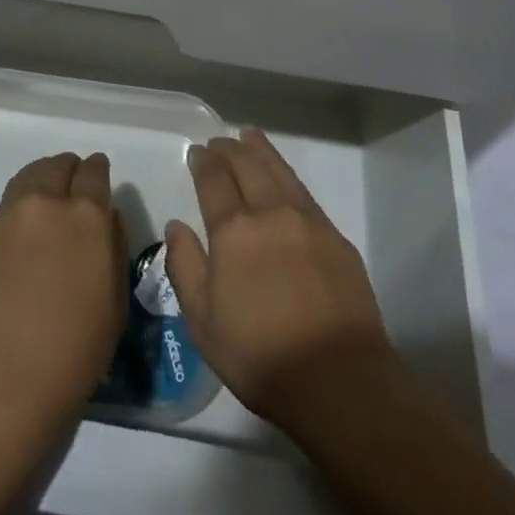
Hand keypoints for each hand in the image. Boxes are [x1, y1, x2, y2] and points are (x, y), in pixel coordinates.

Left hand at [0, 151, 126, 428]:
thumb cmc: (72, 352)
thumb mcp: (115, 303)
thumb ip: (113, 249)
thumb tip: (105, 221)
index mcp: (87, 216)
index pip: (94, 172)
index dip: (96, 171)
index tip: (97, 175)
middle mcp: (45, 205)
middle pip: (56, 166)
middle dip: (66, 170)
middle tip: (69, 188)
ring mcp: (4, 219)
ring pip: (25, 180)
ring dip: (38, 185)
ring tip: (41, 207)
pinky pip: (0, 217)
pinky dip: (13, 221)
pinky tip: (13, 250)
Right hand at [164, 130, 399, 431]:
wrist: (337, 378)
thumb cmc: (259, 355)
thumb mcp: (203, 321)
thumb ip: (185, 267)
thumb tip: (176, 226)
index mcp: (234, 231)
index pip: (214, 181)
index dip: (204, 162)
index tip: (197, 151)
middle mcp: (271, 214)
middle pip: (248, 166)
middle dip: (230, 149)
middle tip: (219, 141)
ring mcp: (308, 222)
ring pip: (280, 172)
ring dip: (261, 151)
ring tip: (250, 136)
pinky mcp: (335, 237)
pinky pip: (304, 193)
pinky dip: (287, 175)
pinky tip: (284, 179)